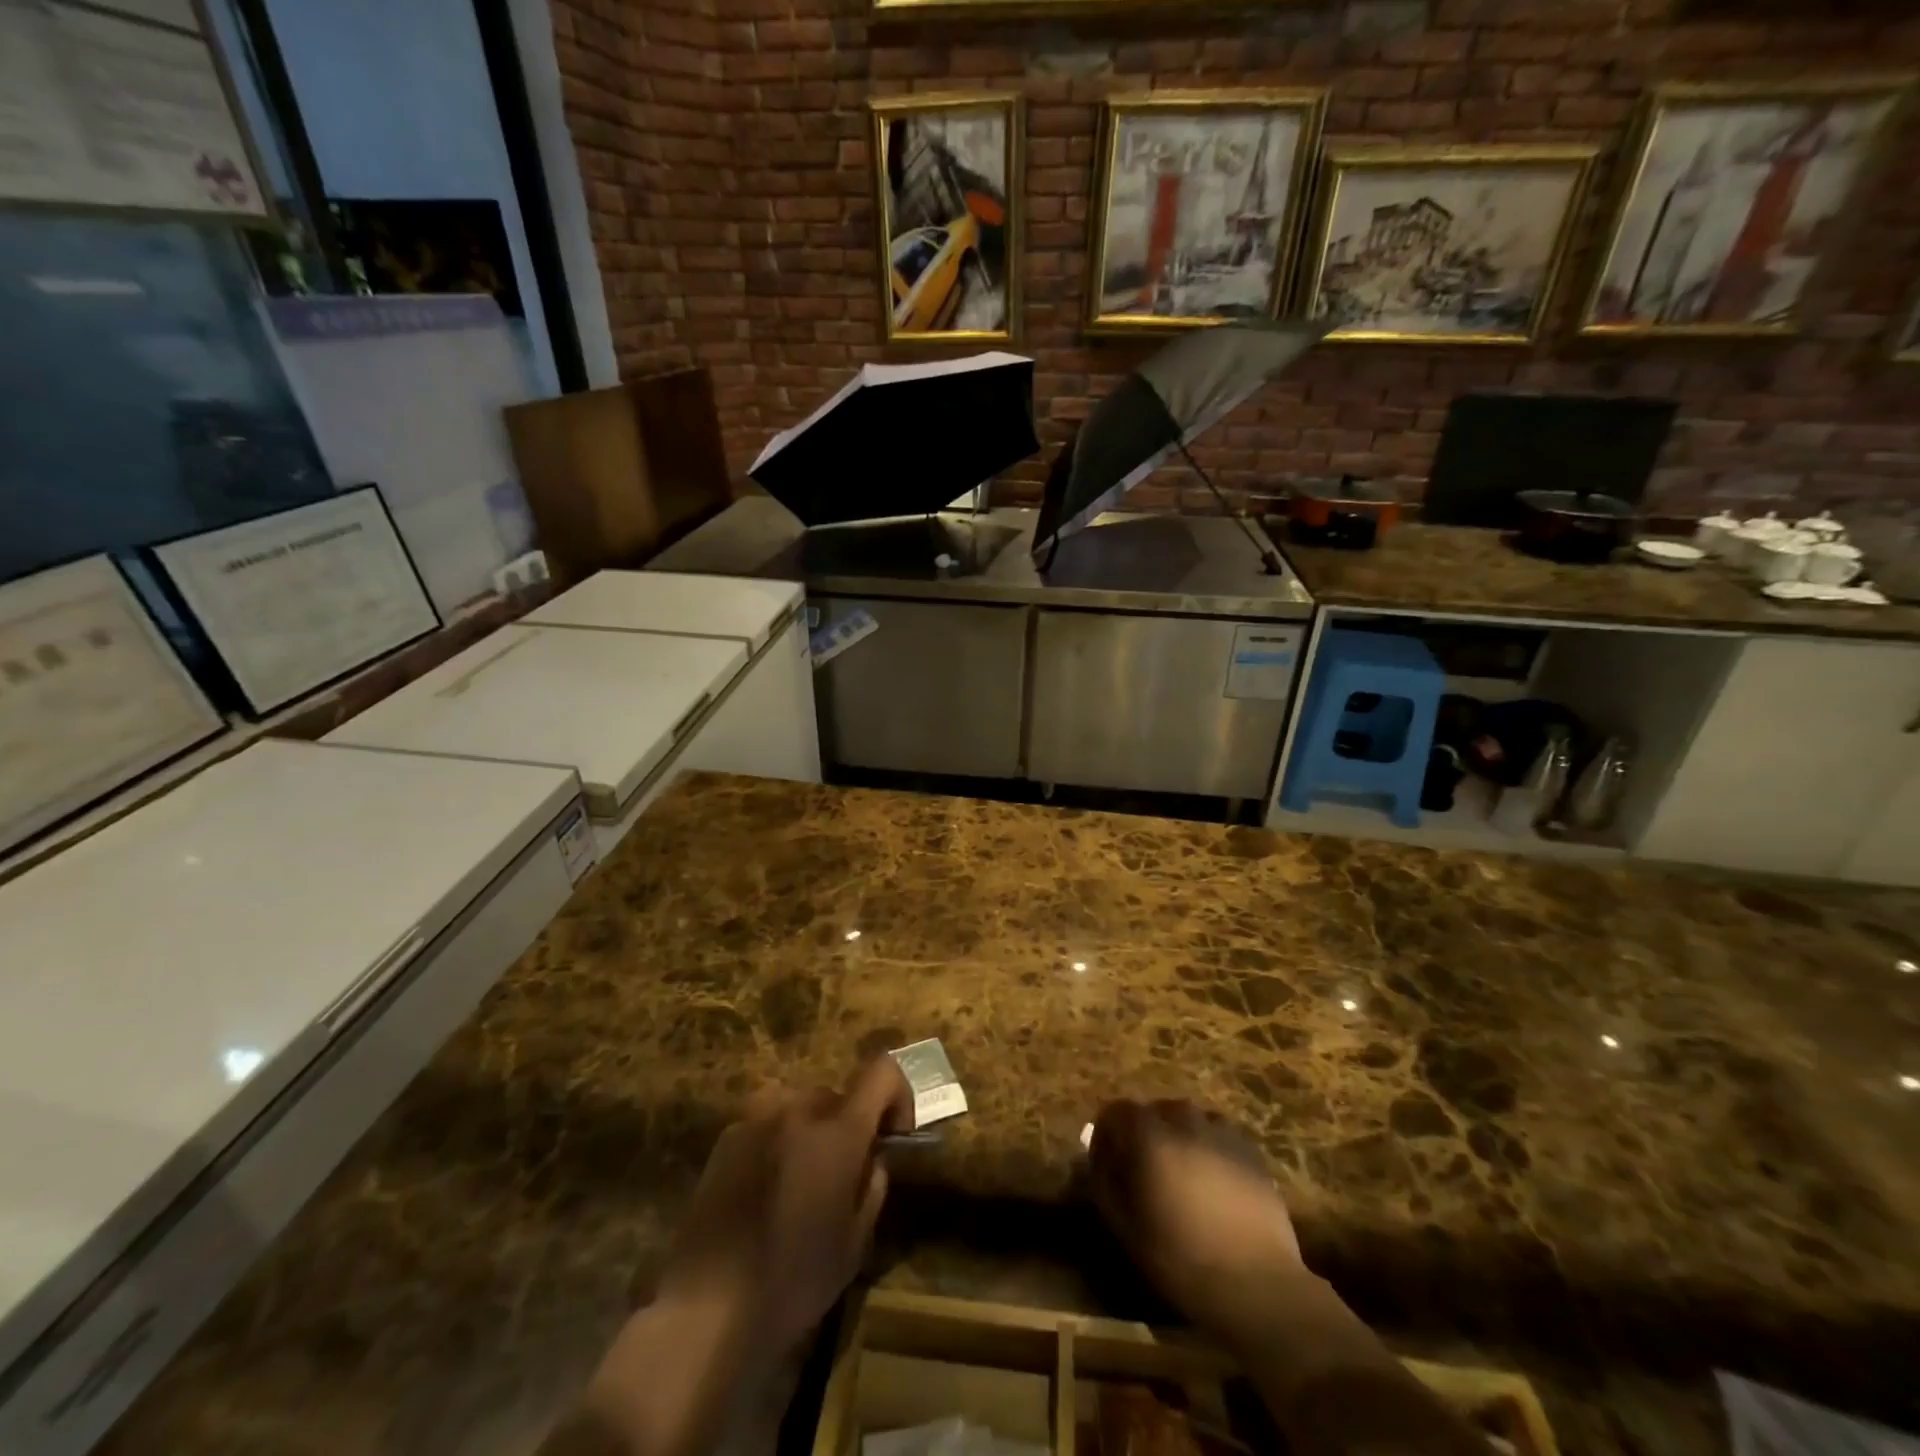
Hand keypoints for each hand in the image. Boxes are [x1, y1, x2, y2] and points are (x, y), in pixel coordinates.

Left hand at [656, 1055, 914, 1358]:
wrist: (704, 1309)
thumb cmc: (791, 1281)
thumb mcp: (854, 1245)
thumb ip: (872, 1188)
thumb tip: (872, 1161)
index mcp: (837, 1131)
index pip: (881, 1072)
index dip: (896, 1095)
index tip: (892, 1137)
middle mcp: (797, 1110)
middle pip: (838, 1095)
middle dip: (850, 1125)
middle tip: (844, 1175)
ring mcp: (756, 1119)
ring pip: (800, 1107)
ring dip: (812, 1132)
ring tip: (802, 1184)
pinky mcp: (725, 1139)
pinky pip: (767, 1124)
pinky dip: (778, 1143)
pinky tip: (766, 1194)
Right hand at [1088, 1098, 1303, 1345]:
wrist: (1257, 1285)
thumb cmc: (1181, 1258)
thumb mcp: (1125, 1226)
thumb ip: (1104, 1180)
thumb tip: (1097, 1153)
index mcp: (1148, 1134)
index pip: (1115, 1111)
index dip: (1107, 1135)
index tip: (1108, 1165)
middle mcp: (1182, 1119)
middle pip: (1153, 1112)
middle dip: (1144, 1134)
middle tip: (1145, 1173)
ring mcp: (1220, 1130)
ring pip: (1187, 1120)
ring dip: (1178, 1138)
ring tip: (1182, 1177)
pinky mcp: (1249, 1148)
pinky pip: (1217, 1135)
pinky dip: (1208, 1148)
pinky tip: (1213, 1183)